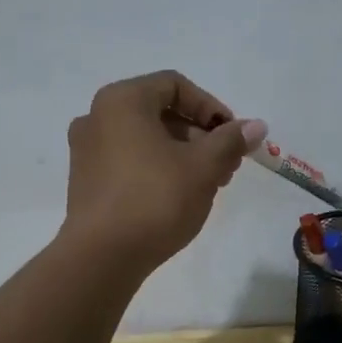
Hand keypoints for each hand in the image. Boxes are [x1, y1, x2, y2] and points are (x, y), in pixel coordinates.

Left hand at [62, 71, 260, 271]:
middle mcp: (97, 116)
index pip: (175, 85)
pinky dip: (157, 168)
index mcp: (122, 100)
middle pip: (160, 112)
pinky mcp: (85, 181)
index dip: (211, 107)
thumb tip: (256, 125)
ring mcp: (86, 150)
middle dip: (200, 135)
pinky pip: (128, 160)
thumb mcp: (203, 167)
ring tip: (209, 184)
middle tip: (227, 165)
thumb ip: (231, 140)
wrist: (101, 257)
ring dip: (182, 154)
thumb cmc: (155, 199)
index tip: (232, 136)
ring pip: (145, 139)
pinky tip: (179, 196)